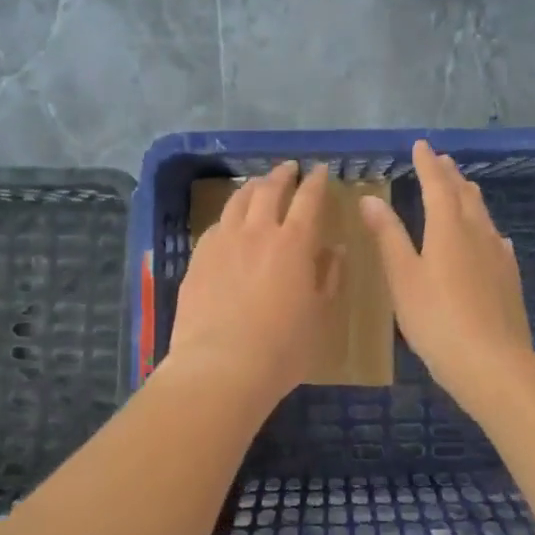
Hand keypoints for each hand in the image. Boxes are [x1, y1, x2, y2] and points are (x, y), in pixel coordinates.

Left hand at [165, 162, 341, 408]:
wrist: (220, 366)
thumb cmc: (282, 348)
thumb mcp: (319, 316)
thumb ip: (328, 277)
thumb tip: (335, 250)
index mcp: (294, 243)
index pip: (308, 199)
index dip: (315, 181)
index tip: (320, 170)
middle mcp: (258, 232)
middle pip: (269, 190)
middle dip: (282, 175)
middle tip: (289, 169)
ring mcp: (223, 242)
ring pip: (237, 201)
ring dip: (252, 187)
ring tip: (258, 185)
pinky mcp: (198, 258)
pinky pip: (216, 225)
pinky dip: (229, 216)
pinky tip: (229, 223)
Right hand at [360, 140, 534, 401]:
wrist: (493, 363)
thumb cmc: (437, 319)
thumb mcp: (403, 277)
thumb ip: (388, 236)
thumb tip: (370, 198)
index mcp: (448, 228)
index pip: (437, 185)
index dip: (427, 164)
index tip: (421, 145)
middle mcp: (477, 233)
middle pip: (464, 195)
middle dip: (450, 175)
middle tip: (441, 160)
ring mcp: (498, 256)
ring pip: (483, 215)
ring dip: (470, 197)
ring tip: (464, 187)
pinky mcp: (510, 278)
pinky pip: (497, 241)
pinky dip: (487, 229)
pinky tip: (493, 238)